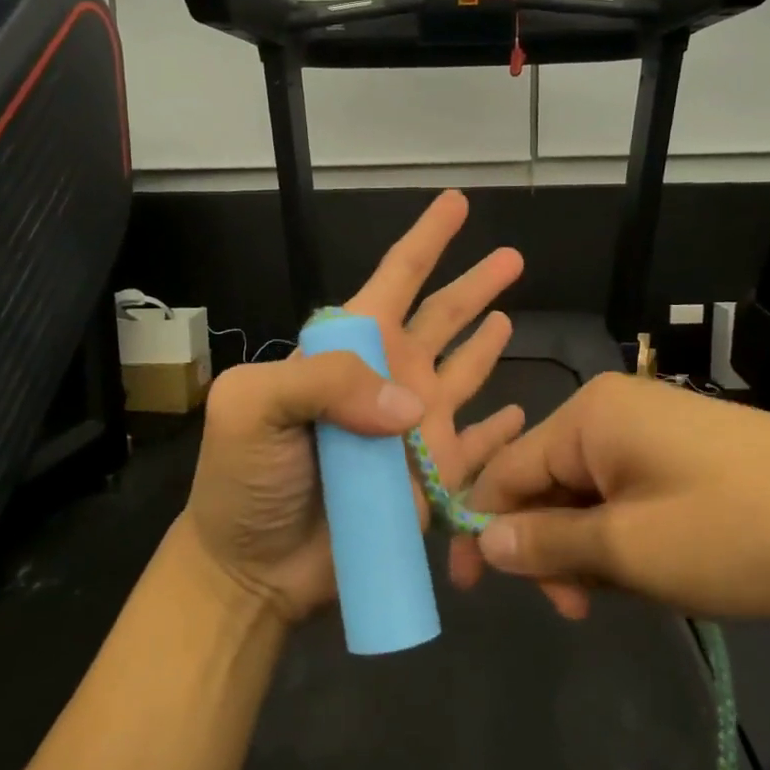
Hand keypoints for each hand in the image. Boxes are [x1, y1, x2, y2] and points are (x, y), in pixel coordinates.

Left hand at [183, 190, 527, 622]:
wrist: (255, 566)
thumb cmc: (245, 478)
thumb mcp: (254, 407)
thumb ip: (325, 382)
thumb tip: (412, 401)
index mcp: (348, 349)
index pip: (395, 279)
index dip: (426, 239)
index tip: (456, 202)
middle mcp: (389, 378)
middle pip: (442, 318)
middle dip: (474, 285)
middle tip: (514, 257)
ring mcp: (415, 429)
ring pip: (465, 371)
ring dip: (486, 344)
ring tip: (512, 316)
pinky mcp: (434, 478)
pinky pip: (479, 445)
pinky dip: (502, 429)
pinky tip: (524, 411)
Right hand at [461, 372, 769, 626]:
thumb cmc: (741, 533)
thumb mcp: (630, 549)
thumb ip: (546, 543)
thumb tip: (483, 540)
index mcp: (592, 414)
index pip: (507, 469)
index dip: (482, 527)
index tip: (470, 590)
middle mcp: (617, 408)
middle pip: (548, 481)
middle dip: (548, 546)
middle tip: (573, 609)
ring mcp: (659, 428)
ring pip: (590, 493)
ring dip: (589, 548)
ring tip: (625, 596)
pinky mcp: (692, 453)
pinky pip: (630, 493)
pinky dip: (626, 536)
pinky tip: (657, 571)